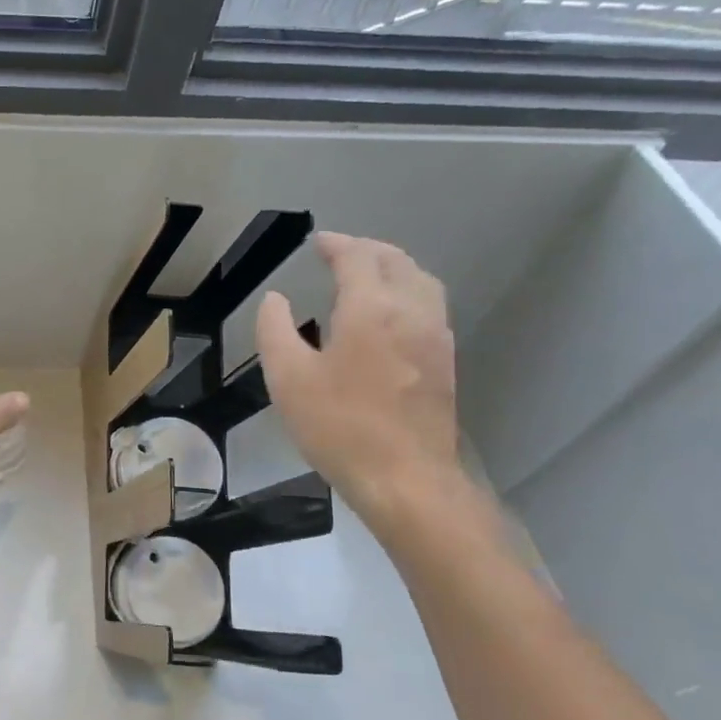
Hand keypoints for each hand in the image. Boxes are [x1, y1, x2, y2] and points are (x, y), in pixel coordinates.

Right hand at [256, 232, 459, 521]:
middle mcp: (410, 311)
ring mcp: (435, 336)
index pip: (358, 257)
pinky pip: (429, 305)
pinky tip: (389, 313)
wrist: (404, 477)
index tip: (317, 242)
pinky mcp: (444, 361)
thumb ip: (275, 330)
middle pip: (396, 261)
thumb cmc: (338, 426)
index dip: (336, 244)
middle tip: (338, 251)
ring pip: (420, 280)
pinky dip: (408, 290)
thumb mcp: (287, 378)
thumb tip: (276, 299)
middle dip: (366, 249)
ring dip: (392, 266)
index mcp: (371, 309)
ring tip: (366, 273)